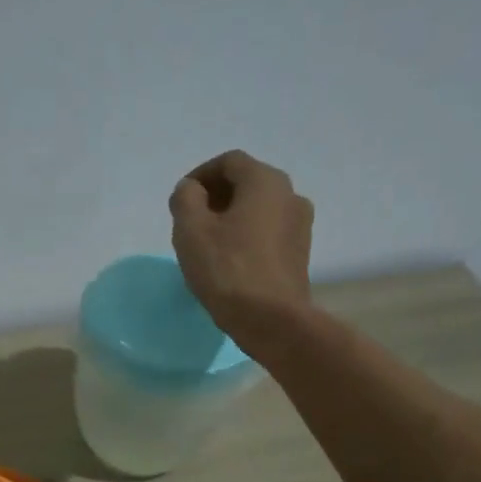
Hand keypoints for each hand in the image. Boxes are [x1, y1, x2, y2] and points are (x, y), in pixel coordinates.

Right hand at [169, 149, 314, 335]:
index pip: (229, 162)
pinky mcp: (299, 252)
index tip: (181, 200)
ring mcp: (300, 224)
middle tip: (190, 221)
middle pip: (247, 182)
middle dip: (216, 195)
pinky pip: (268, 231)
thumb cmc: (226, 269)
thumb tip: (191, 189)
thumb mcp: (191, 230)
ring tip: (207, 243)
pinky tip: (228, 259)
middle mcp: (290, 194)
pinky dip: (246, 234)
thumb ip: (185, 199)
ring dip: (231, 216)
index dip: (200, 175)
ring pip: (259, 208)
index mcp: (265, 181)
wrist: (270, 319)